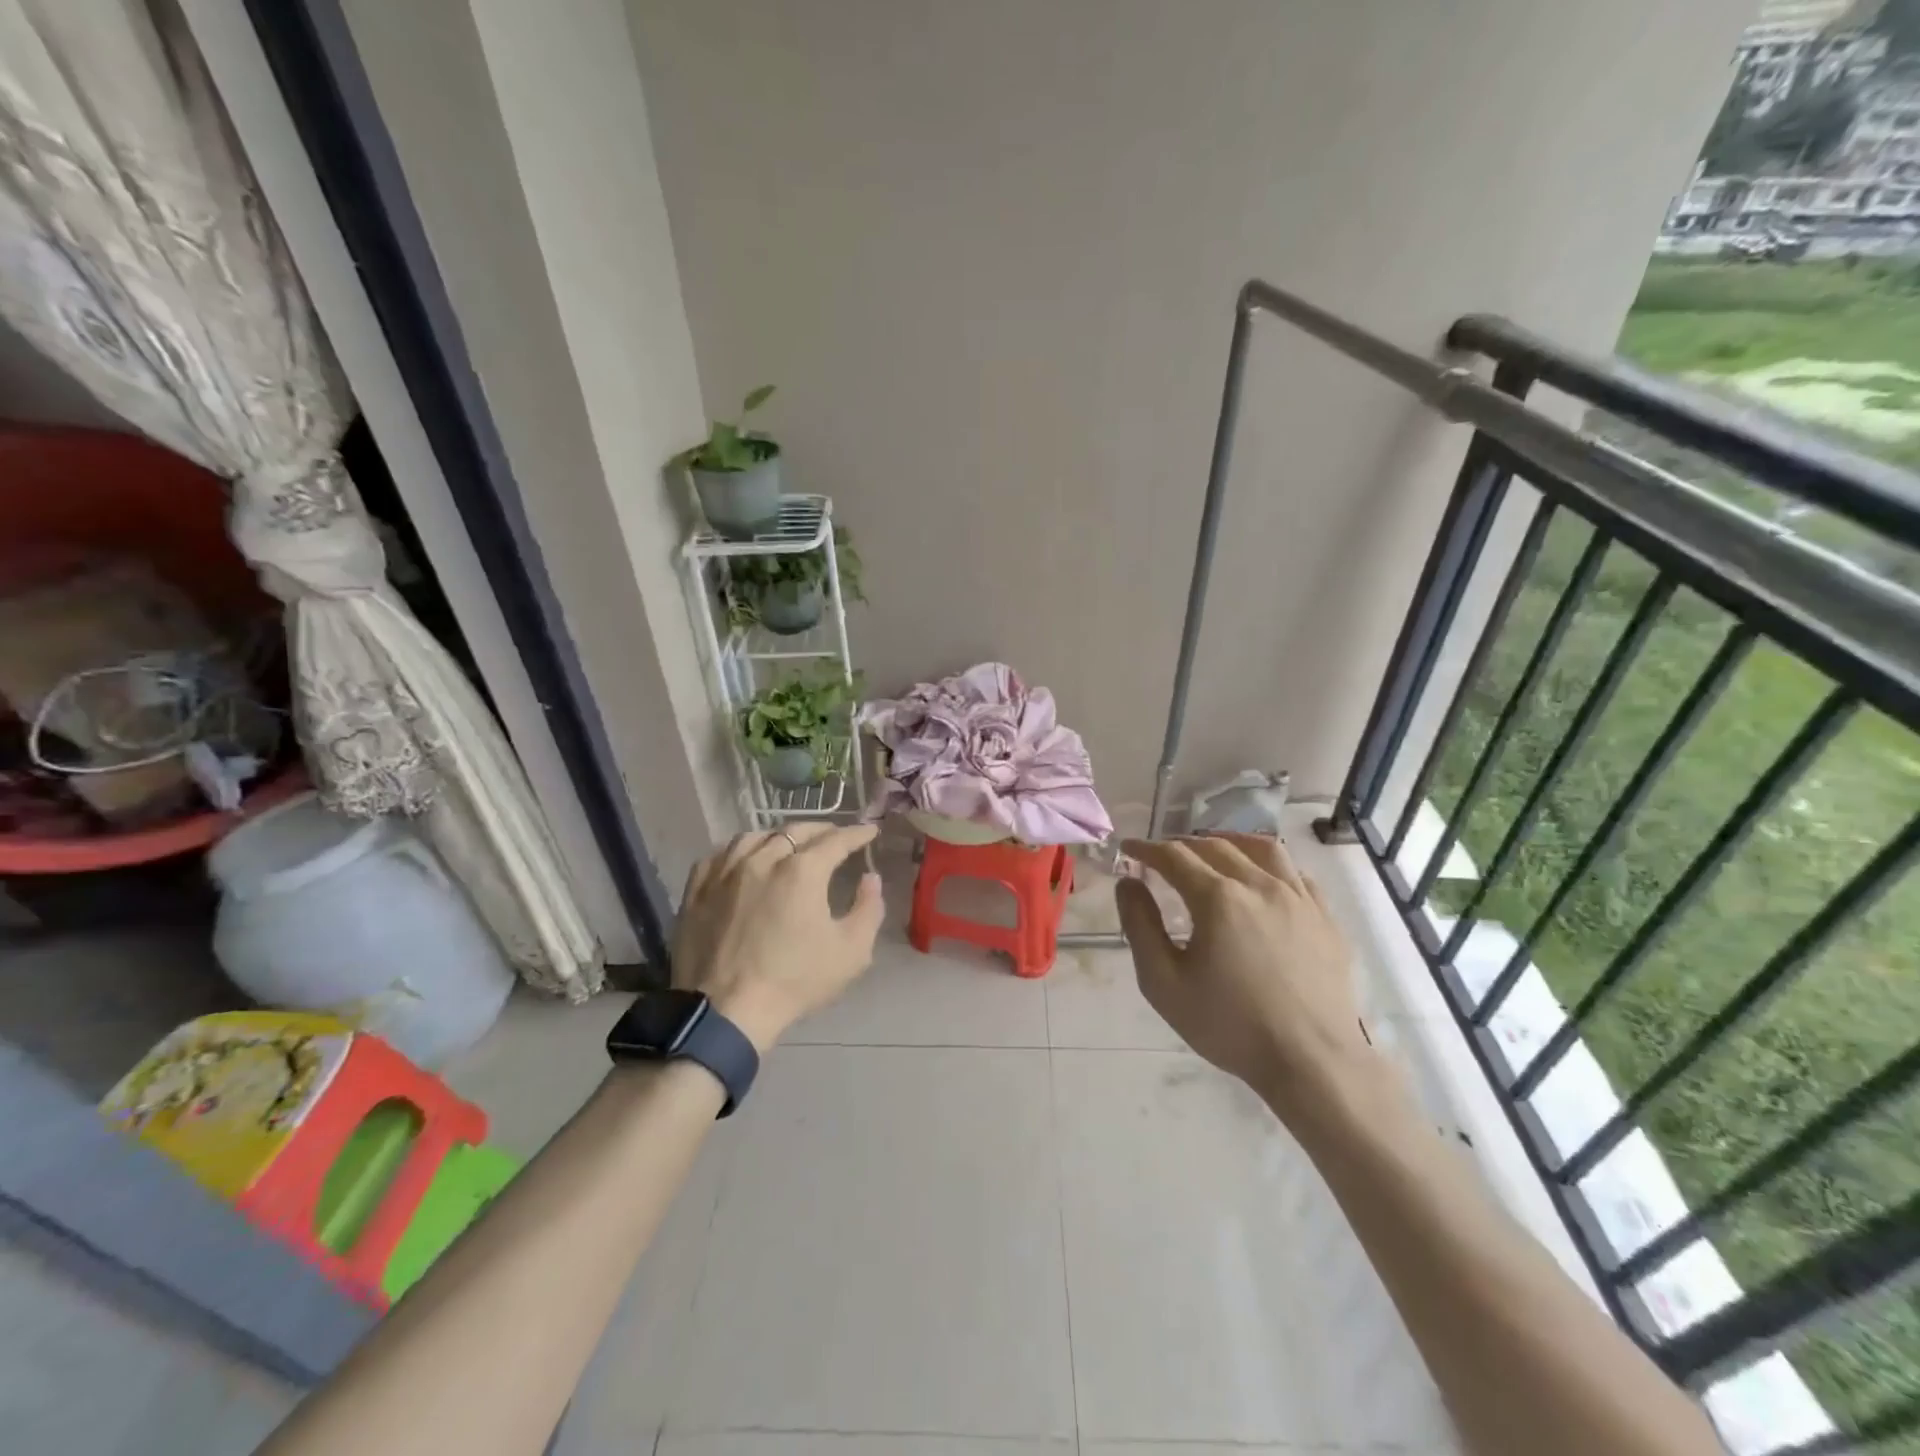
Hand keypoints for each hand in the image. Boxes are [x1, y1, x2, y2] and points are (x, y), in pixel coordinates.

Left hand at [671, 824, 885, 1051]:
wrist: (725, 1012)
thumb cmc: (794, 981)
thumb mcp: (851, 952)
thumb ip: (868, 909)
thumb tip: (870, 878)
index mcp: (802, 871)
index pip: (836, 840)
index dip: (856, 834)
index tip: (869, 831)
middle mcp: (762, 859)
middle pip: (795, 831)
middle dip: (820, 830)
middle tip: (833, 836)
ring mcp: (725, 872)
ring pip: (754, 837)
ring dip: (778, 836)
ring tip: (787, 845)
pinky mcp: (696, 890)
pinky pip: (719, 856)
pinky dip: (739, 852)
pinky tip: (743, 861)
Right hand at [1117, 833, 1386, 1123]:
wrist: (1312, 1062)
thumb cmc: (1230, 1025)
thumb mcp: (1164, 983)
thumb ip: (1140, 927)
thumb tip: (1128, 883)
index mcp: (1218, 898)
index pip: (1174, 856)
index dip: (1146, 849)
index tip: (1128, 849)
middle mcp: (1259, 884)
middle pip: (1215, 846)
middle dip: (1181, 845)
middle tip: (1162, 856)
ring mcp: (1299, 898)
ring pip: (1261, 848)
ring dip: (1229, 842)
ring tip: (1213, 849)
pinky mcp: (1325, 917)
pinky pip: (1295, 872)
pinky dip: (1270, 864)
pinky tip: (1262, 878)